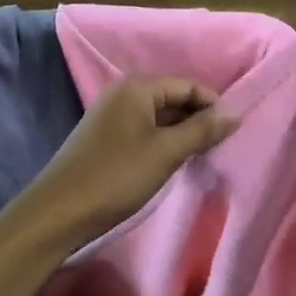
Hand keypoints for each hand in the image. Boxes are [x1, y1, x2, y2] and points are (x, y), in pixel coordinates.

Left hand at [27, 76, 237, 247]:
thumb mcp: (166, 152)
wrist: (60, 210)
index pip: (188, 85)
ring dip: (182, 132)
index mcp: (138, 87)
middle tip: (220, 146)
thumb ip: (202, 130)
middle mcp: (124, 93)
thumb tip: (235, 113)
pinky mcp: (107, 138)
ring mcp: (112, 115)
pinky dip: (164, 142)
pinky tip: (174, 161)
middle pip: (174, 97)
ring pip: (160, 116)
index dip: (214, 105)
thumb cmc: (117, 175)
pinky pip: (145, 130)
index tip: (233, 132)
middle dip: (198, 119)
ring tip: (202, 156)